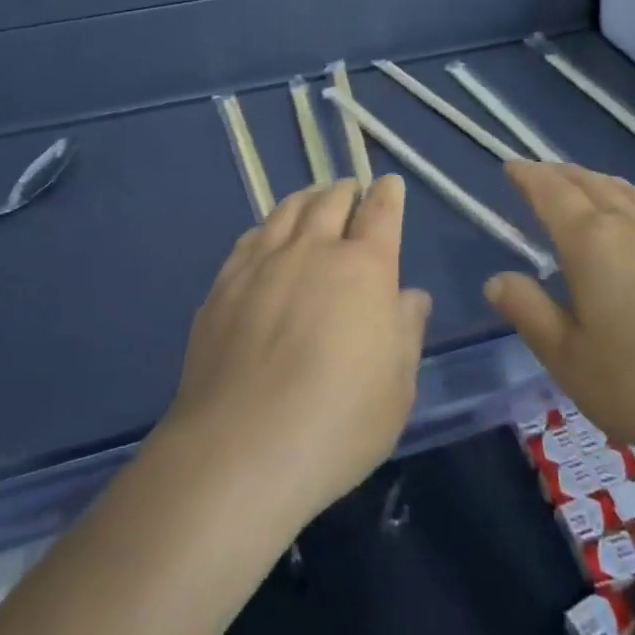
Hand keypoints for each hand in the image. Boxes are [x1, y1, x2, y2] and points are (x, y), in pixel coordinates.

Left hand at [159, 177, 429, 531]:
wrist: (240, 450)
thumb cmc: (338, 423)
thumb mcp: (397, 387)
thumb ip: (406, 331)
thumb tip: (409, 296)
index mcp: (364, 268)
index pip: (380, 213)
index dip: (388, 194)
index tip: (389, 184)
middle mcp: (313, 251)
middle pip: (331, 200)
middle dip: (346, 190)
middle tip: (352, 190)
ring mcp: (263, 263)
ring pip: (287, 210)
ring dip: (307, 198)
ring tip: (313, 199)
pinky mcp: (224, 284)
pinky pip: (250, 237)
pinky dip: (268, 226)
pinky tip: (266, 236)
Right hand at [484, 161, 634, 485]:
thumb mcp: (571, 360)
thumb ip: (530, 314)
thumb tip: (496, 280)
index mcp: (591, 243)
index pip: (551, 193)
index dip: (528, 177)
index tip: (511, 166)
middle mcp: (630, 225)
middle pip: (588, 183)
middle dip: (558, 174)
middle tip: (537, 174)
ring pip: (623, 189)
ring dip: (593, 179)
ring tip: (579, 184)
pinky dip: (627, 195)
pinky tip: (634, 213)